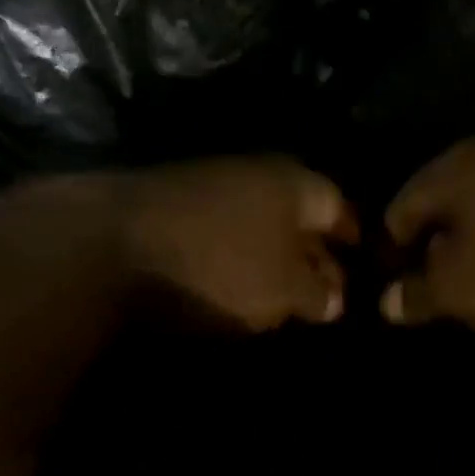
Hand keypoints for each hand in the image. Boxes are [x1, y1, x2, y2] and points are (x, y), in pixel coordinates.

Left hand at [120, 157, 357, 330]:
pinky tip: (237, 288)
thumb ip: (318, 293)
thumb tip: (336, 299)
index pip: (341, 208)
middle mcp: (254, 175)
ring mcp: (207, 189)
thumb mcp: (284, 289)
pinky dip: (237, 261)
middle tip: (327, 295)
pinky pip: (223, 237)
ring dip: (274, 260)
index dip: (356, 240)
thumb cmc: (219, 265)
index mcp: (294, 183)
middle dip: (316, 254)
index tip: (364, 266)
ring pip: (258, 226)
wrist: (110, 246)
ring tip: (285, 298)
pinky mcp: (171, 211)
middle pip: (298, 216)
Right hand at [381, 138, 474, 344]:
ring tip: (470, 303)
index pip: (398, 209)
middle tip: (426, 303)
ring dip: (473, 260)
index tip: (389, 296)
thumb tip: (385, 302)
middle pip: (443, 211)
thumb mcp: (460, 289)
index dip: (386, 255)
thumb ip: (417, 294)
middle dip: (430, 257)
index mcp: (456, 168)